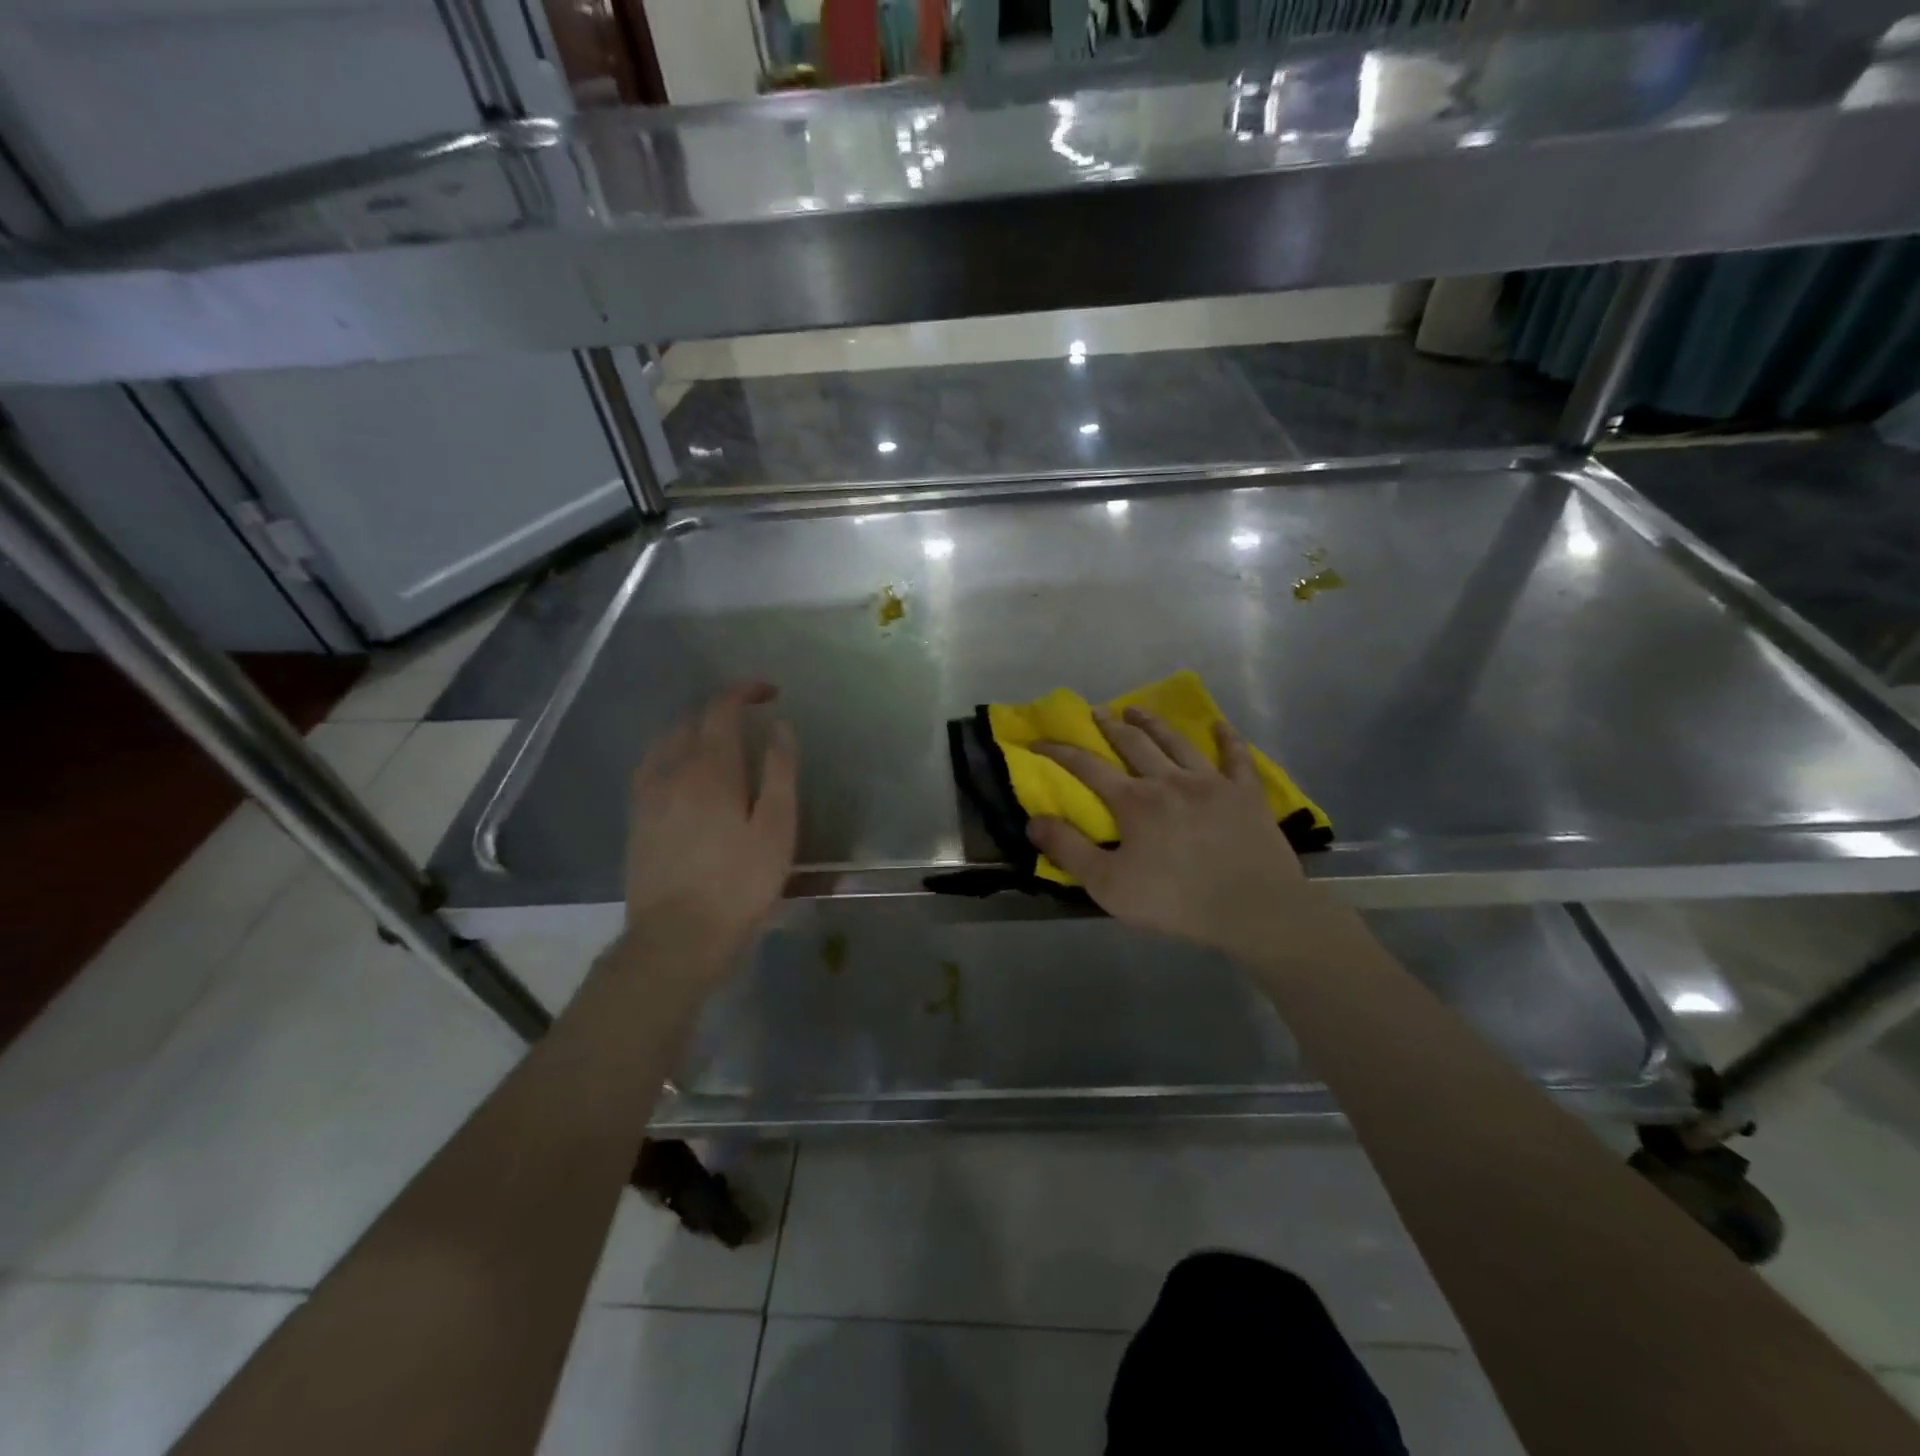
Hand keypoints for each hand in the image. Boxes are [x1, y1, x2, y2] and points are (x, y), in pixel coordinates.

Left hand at [624, 683, 796, 964]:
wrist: (678, 935)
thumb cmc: (740, 883)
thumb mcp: (776, 828)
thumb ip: (779, 772)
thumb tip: (780, 727)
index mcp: (711, 769)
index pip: (721, 708)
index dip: (744, 691)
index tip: (770, 691)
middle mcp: (673, 770)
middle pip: (691, 719)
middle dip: (721, 707)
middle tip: (751, 716)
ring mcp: (648, 794)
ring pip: (666, 740)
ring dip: (694, 727)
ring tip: (719, 740)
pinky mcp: (637, 818)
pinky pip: (651, 765)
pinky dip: (671, 752)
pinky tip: (683, 771)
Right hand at [1027, 707, 1310, 951]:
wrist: (1253, 910)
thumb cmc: (1175, 900)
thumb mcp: (1108, 884)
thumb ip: (1068, 849)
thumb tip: (1033, 820)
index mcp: (1134, 801)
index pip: (1087, 766)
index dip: (1060, 751)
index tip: (1039, 741)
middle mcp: (1169, 780)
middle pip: (1134, 743)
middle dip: (1110, 726)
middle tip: (1096, 711)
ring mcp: (1211, 782)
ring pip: (1177, 741)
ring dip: (1154, 722)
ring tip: (1137, 708)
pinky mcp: (1246, 793)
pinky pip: (1236, 757)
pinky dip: (1227, 738)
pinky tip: (1220, 724)